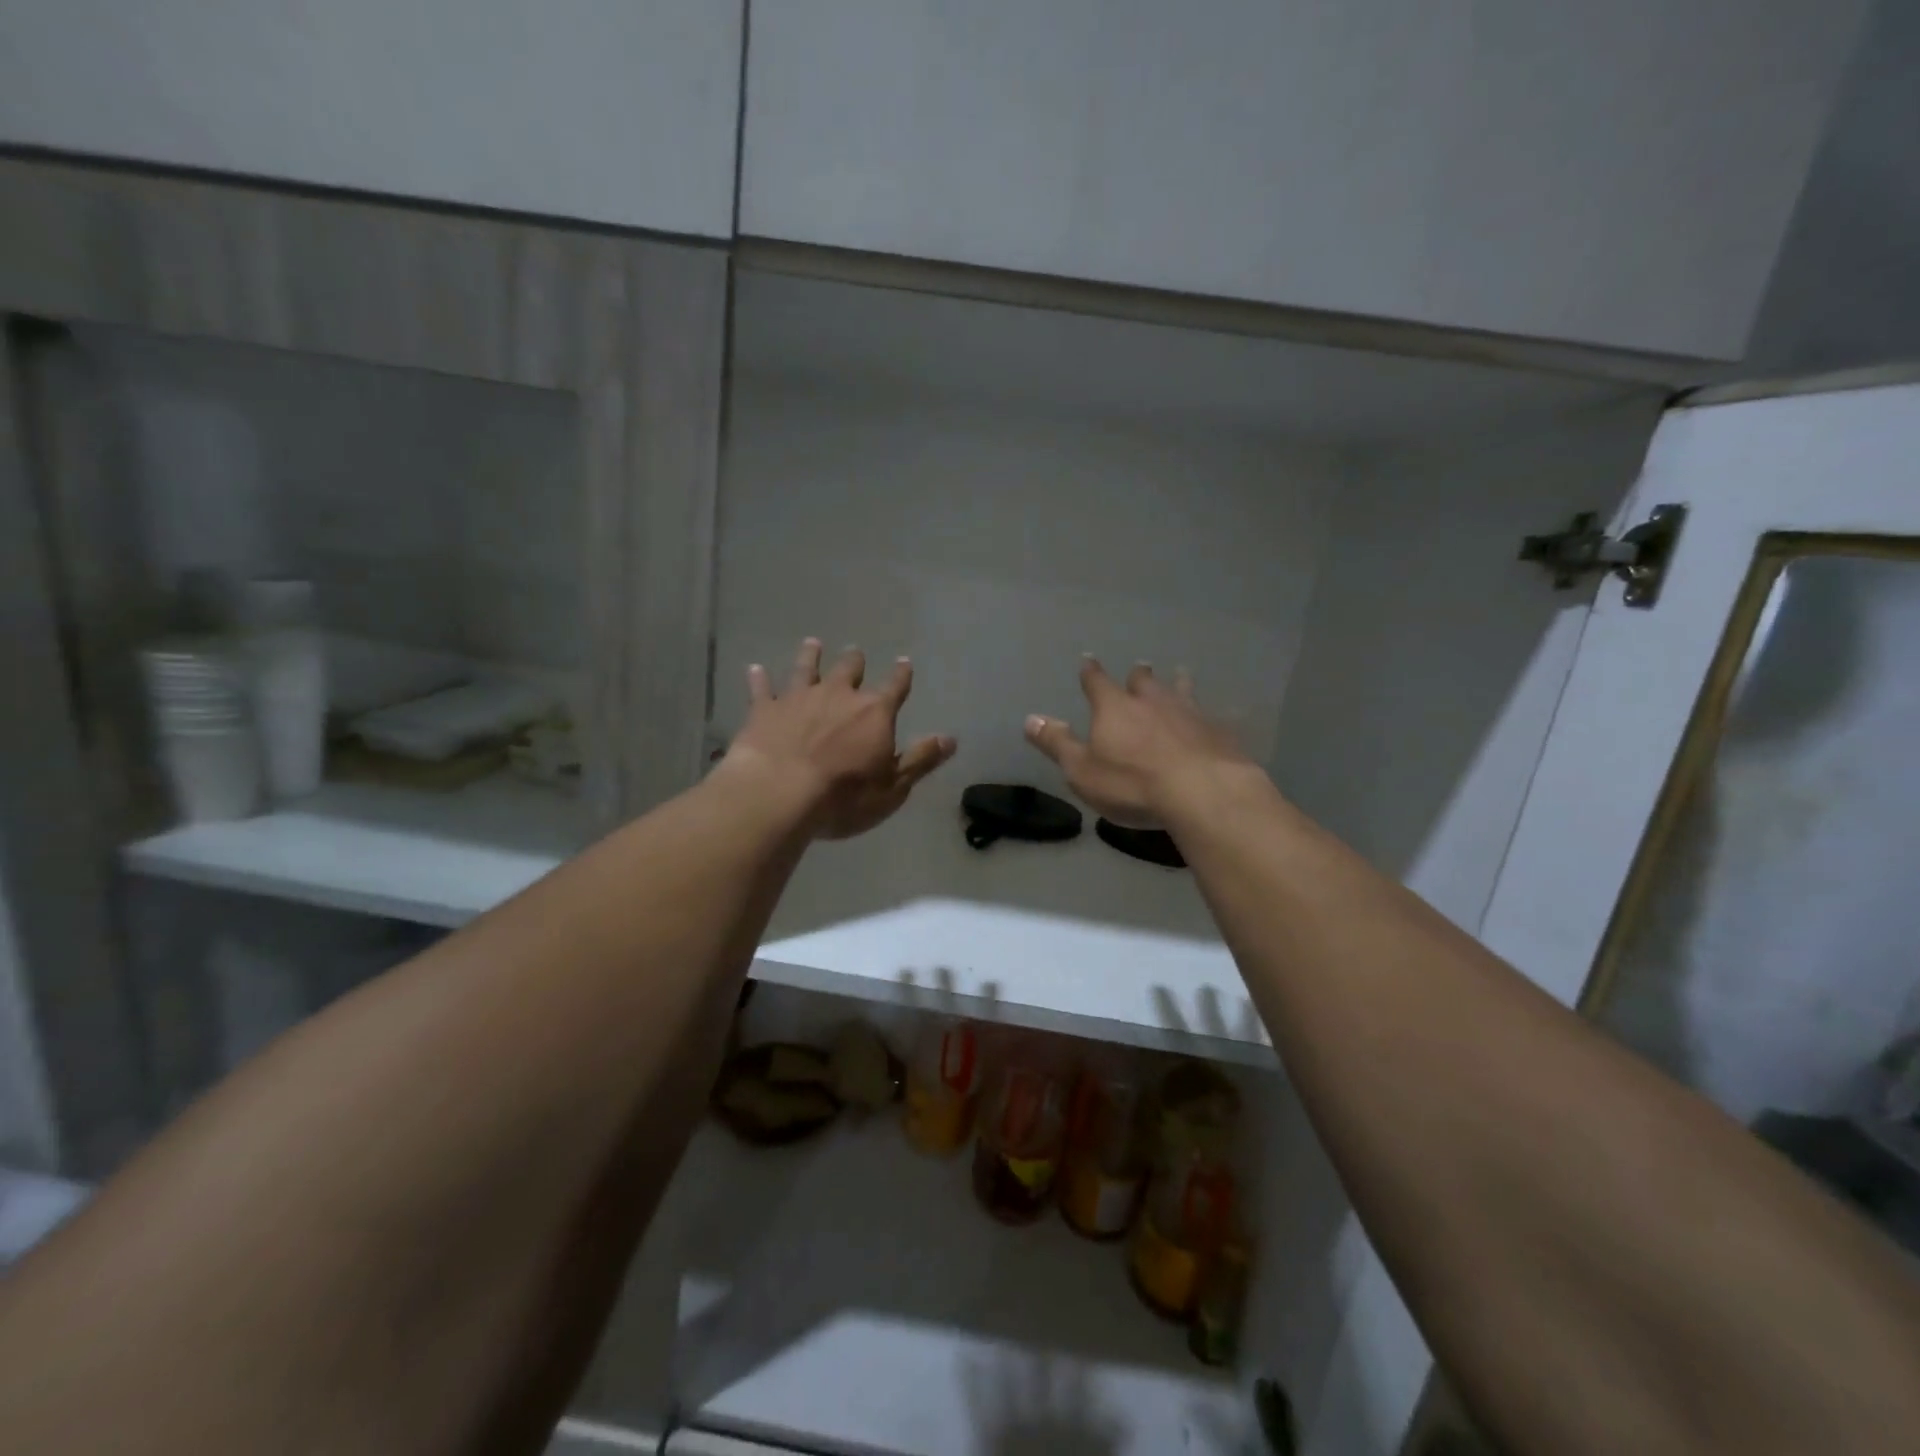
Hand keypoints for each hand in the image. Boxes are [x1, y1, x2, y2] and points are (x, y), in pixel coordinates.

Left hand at [725, 638, 956, 839]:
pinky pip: (762, 688)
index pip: (895, 687)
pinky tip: (754, 669)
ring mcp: (798, 698)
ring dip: (811, 656)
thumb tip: (950, 738)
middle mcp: (838, 695)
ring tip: (813, 643)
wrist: (779, 793)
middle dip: (855, 661)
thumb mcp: (893, 786)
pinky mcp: (764, 710)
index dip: (901, 675)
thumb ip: (920, 759)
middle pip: (850, 670)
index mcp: (874, 712)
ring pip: (807, 668)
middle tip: (855, 652)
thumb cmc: (844, 796)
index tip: (904, 662)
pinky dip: (759, 679)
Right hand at [1024, 657, 1255, 827]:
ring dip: (1177, 682)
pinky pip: (1214, 715)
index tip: (1088, 660)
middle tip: (1139, 668)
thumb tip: (1031, 719)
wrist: (1202, 791)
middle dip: (1137, 675)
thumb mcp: (1082, 770)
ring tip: (1180, 673)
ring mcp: (1189, 712)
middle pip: (1143, 680)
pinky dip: (1211, 712)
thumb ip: (1057, 743)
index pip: (1097, 682)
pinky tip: (1222, 713)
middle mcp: (1151, 700)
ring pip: (1181, 689)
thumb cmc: (1131, 783)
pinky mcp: (1219, 730)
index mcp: (1114, 707)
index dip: (1090, 672)